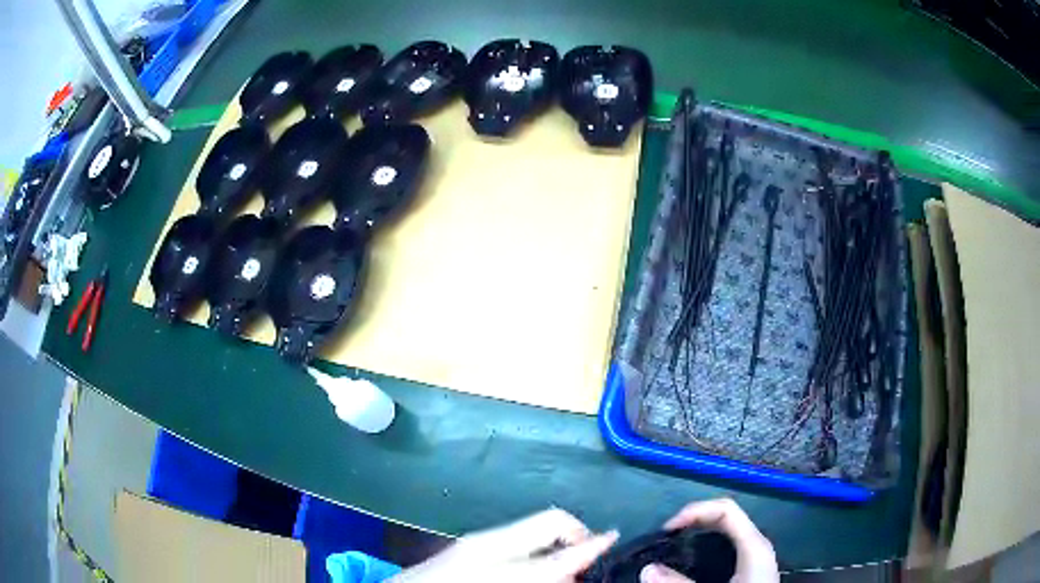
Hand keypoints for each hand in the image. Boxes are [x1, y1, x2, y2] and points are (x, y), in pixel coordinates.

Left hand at [390, 508, 618, 582]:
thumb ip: (543, 576)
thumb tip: (570, 574)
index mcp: (501, 565)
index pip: (561, 552)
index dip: (592, 546)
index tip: (614, 541)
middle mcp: (490, 544)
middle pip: (550, 520)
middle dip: (577, 536)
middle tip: (587, 563)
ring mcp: (476, 540)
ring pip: (533, 528)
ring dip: (556, 544)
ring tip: (560, 571)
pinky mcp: (467, 544)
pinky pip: (515, 538)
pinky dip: (534, 549)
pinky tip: (531, 570)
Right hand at [640, 499, 778, 582]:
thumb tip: (646, 569)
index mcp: (753, 545)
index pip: (726, 509)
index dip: (695, 511)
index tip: (667, 529)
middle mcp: (757, 544)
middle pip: (726, 517)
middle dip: (695, 520)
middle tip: (667, 536)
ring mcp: (756, 556)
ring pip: (728, 531)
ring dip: (700, 532)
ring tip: (675, 545)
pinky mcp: (750, 568)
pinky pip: (728, 545)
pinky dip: (708, 544)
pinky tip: (693, 561)